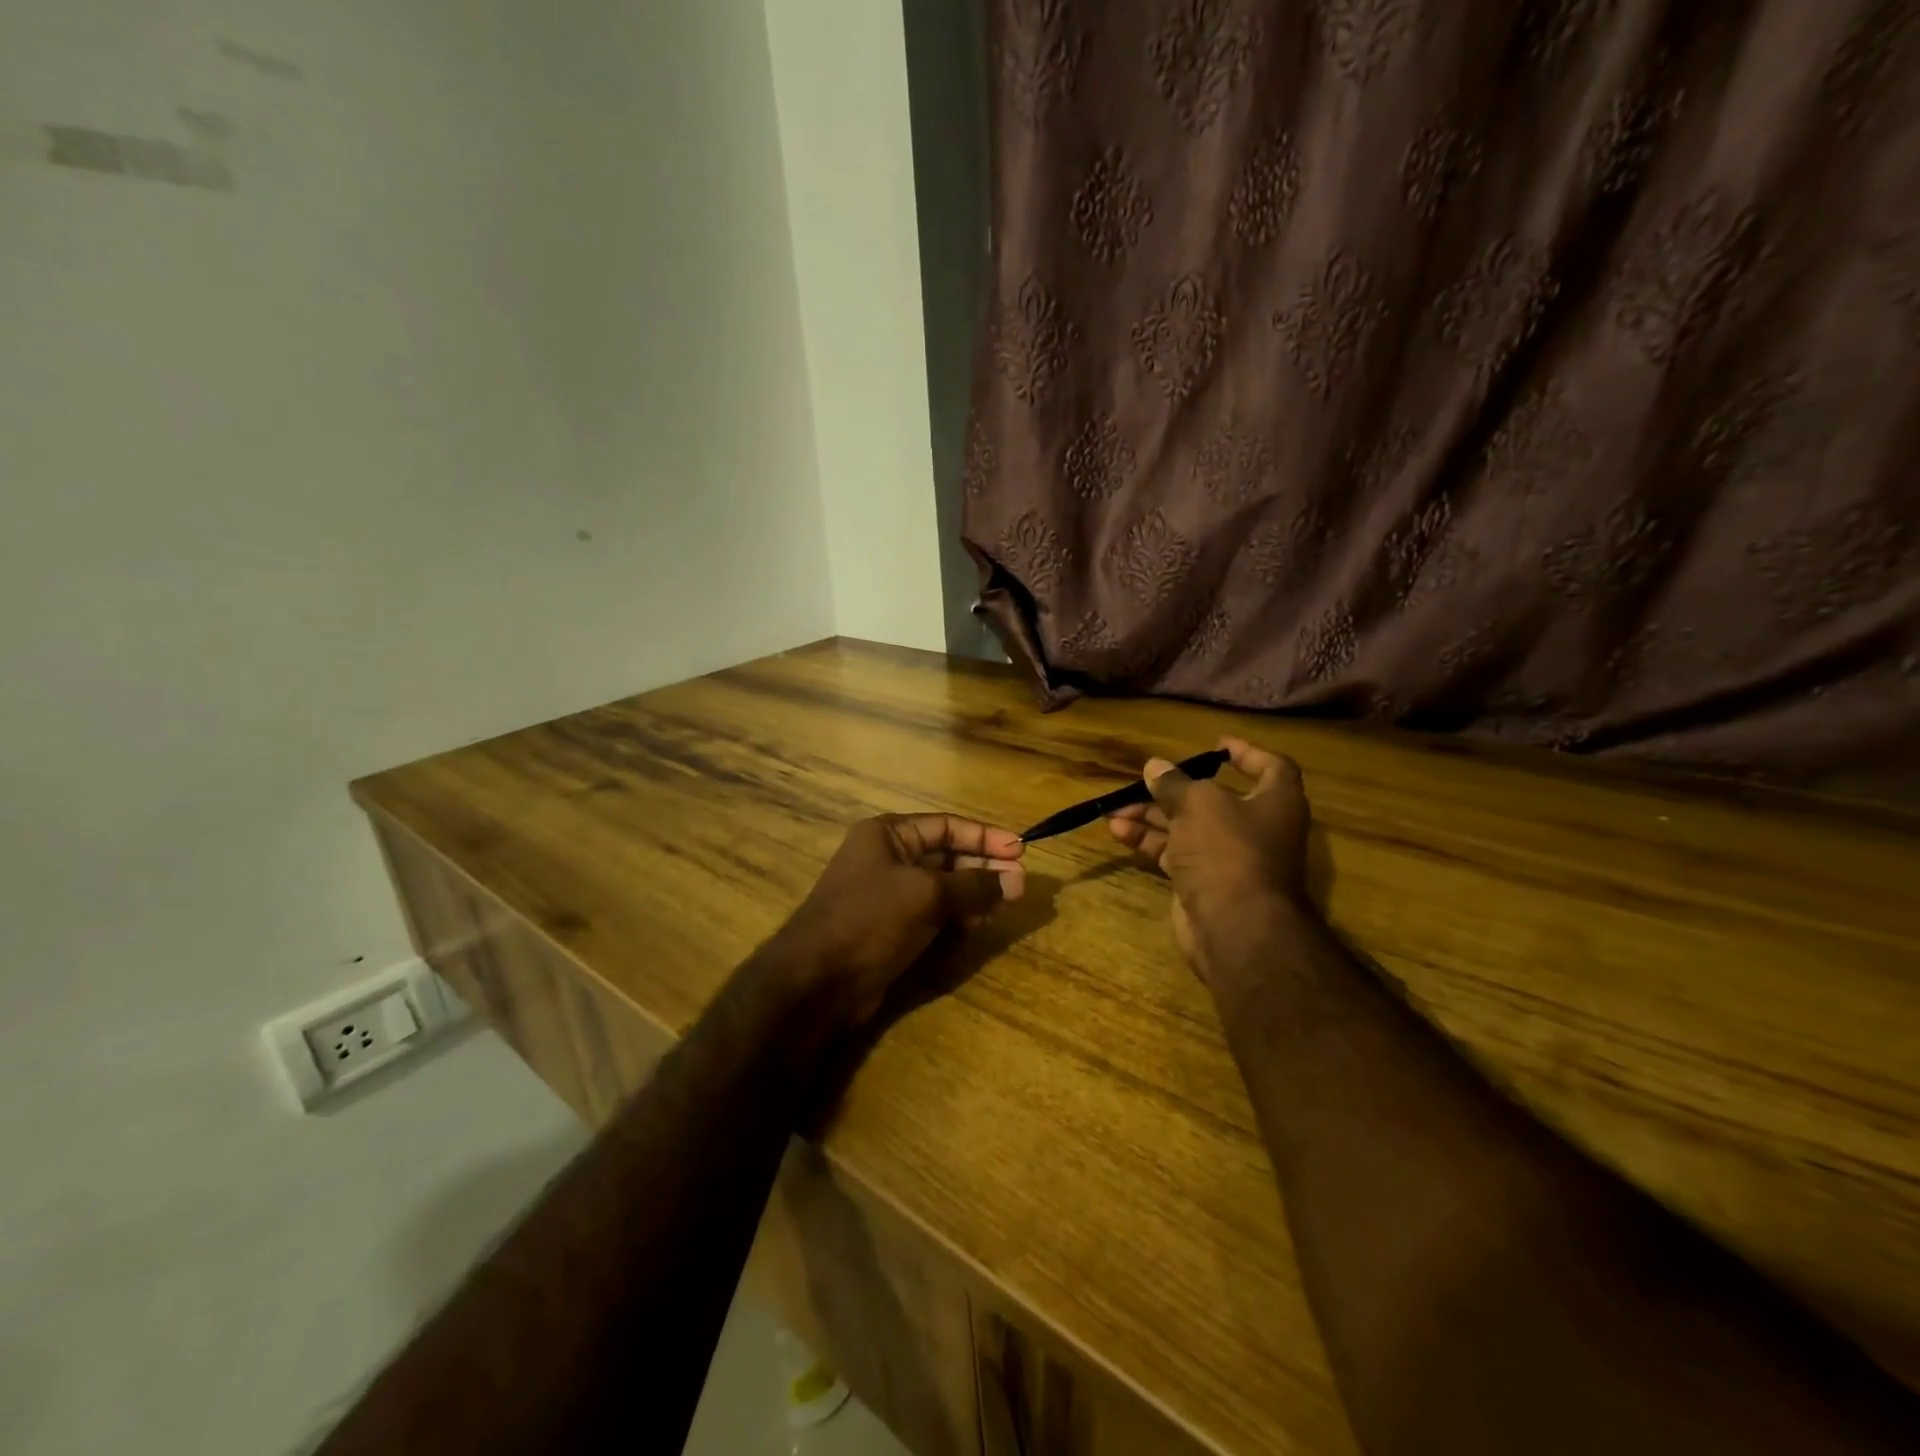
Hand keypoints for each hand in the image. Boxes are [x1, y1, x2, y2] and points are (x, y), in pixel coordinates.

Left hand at [779, 813, 1025, 1023]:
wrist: (817, 981)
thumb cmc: (870, 920)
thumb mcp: (927, 895)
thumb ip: (974, 886)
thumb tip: (1018, 881)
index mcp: (888, 834)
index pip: (947, 826)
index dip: (986, 837)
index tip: (1021, 851)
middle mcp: (887, 857)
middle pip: (946, 855)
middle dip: (982, 868)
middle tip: (1019, 885)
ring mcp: (887, 894)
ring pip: (942, 887)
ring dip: (972, 894)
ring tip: (1002, 906)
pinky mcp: (890, 927)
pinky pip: (931, 913)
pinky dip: (955, 916)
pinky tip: (976, 925)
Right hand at [1106, 737, 1309, 996]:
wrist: (1234, 926)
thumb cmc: (1228, 849)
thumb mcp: (1199, 804)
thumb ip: (1174, 783)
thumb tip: (1154, 766)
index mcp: (1275, 802)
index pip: (1271, 768)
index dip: (1246, 754)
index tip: (1216, 745)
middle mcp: (1256, 827)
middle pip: (1213, 798)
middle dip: (1173, 789)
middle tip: (1142, 781)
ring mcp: (1228, 857)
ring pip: (1186, 826)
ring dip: (1151, 815)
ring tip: (1114, 809)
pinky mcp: (1203, 882)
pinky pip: (1174, 852)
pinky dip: (1148, 841)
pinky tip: (1118, 831)